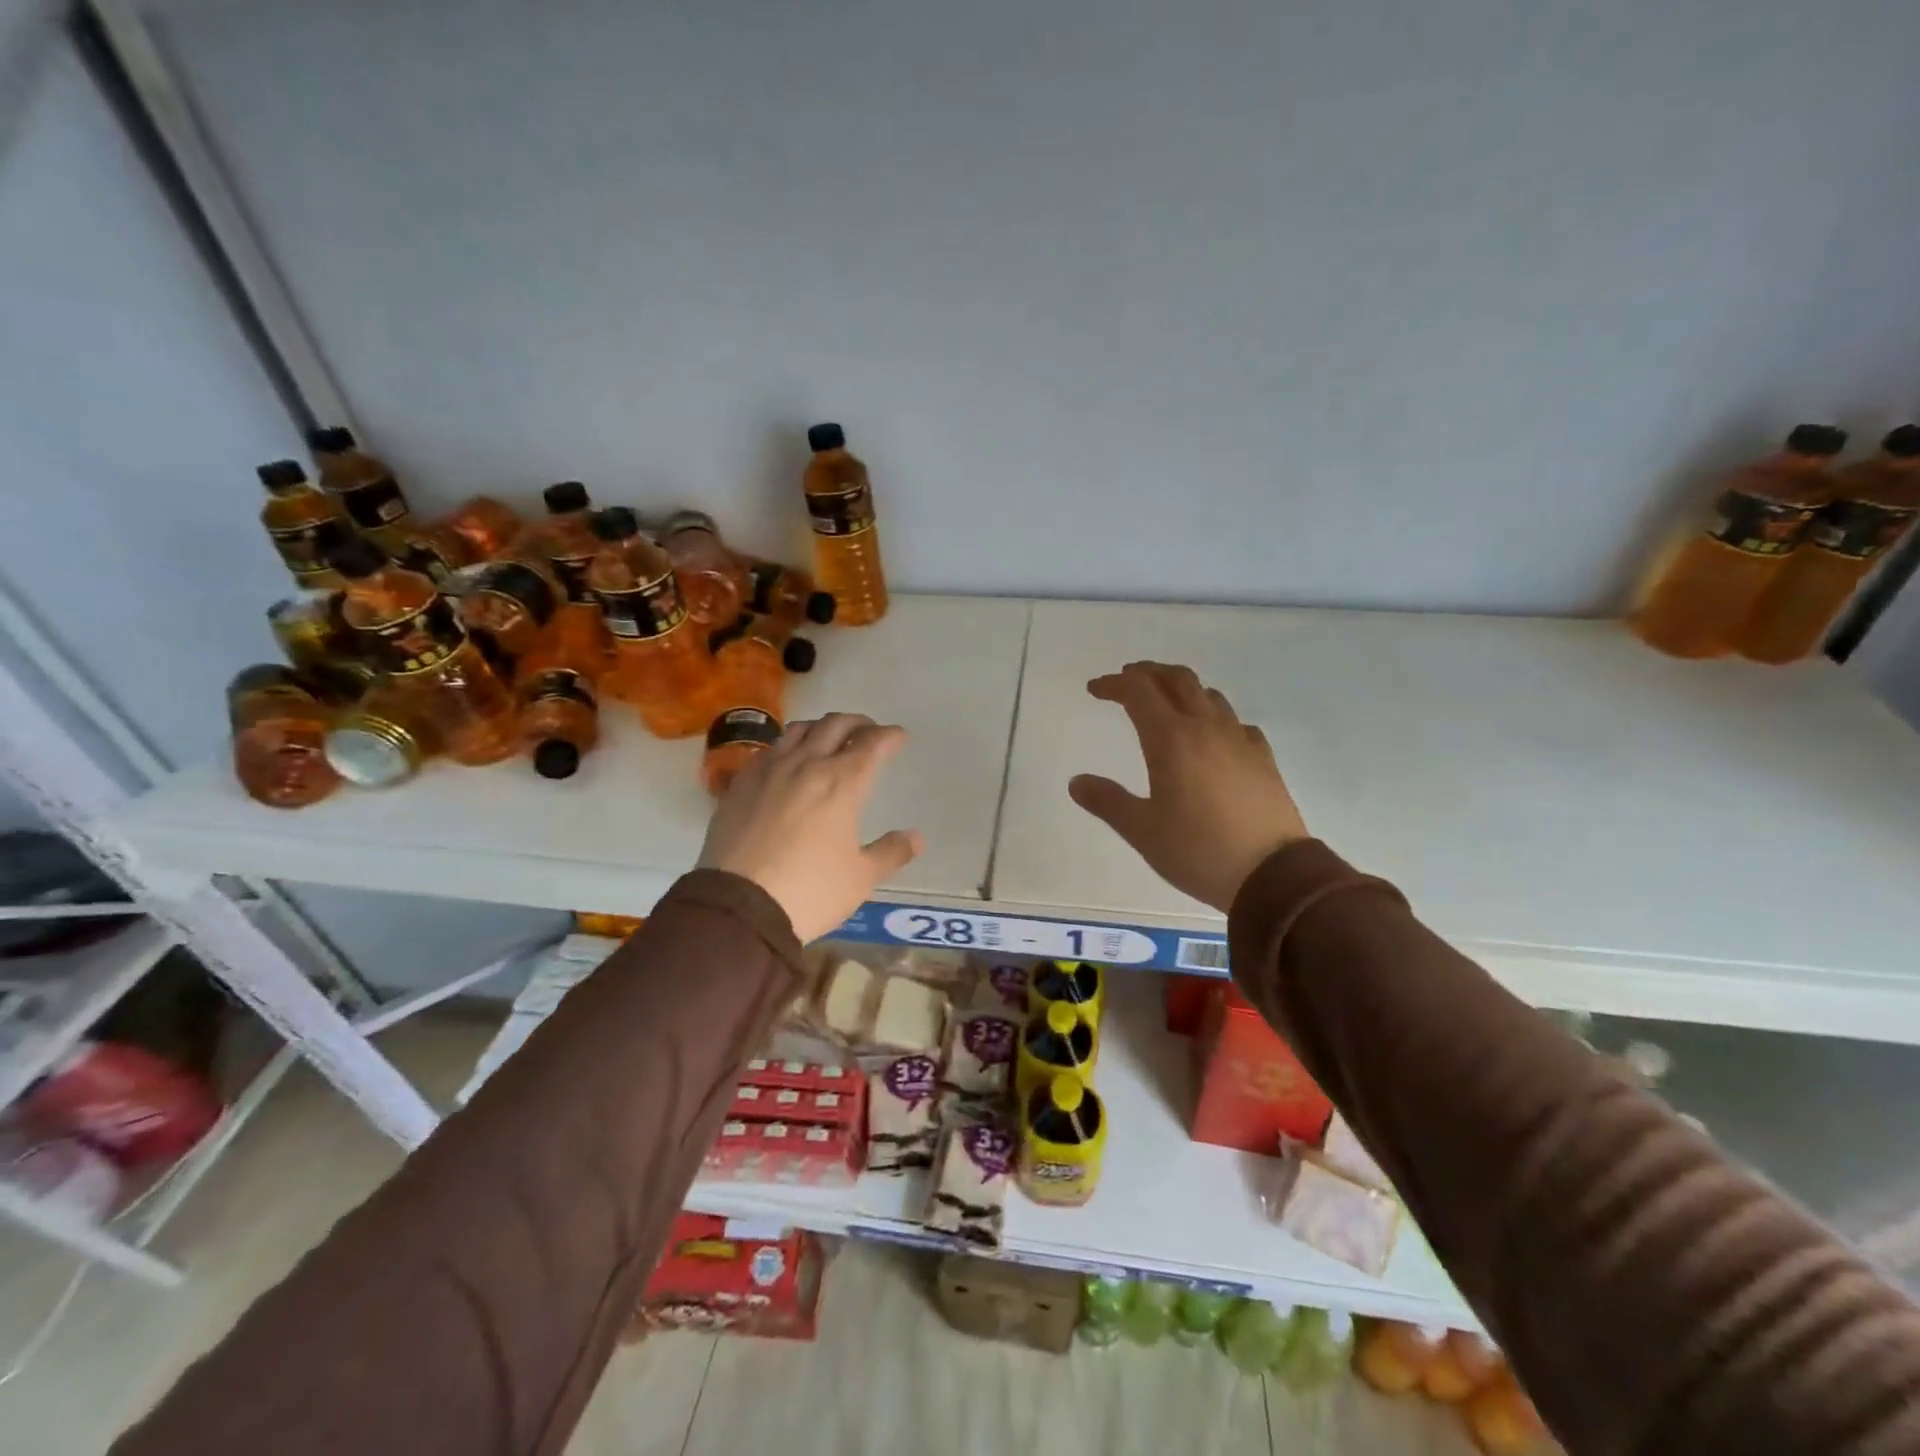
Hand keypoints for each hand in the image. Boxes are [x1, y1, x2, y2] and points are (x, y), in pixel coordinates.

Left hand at [698, 713, 923, 941]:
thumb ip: (890, 852)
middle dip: (857, 723)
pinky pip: (769, 750)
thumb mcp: (860, 878)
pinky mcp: (739, 784)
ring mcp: (768, 771)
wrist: (739, 908)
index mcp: (842, 783)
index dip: (889, 736)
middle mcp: (806, 765)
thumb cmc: (810, 891)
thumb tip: (915, 837)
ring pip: (798, 731)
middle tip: (868, 731)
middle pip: (834, 725)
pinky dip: (787, 746)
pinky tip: (787, 760)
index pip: (871, 744)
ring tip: (828, 738)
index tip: (899, 737)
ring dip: (820, 728)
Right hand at [1068, 662, 1308, 912]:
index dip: (1114, 684)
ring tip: (1166, 703)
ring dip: (1182, 689)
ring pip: (1209, 695)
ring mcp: (1239, 740)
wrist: (1273, 874)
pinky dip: (1214, 716)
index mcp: (1171, 739)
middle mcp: (1206, 728)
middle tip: (1128, 680)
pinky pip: (1235, 722)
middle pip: (1177, 679)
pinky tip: (1211, 736)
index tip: (1094, 690)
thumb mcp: (1142, 830)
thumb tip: (1076, 782)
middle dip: (1148, 673)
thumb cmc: (1198, 850)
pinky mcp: (1263, 758)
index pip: (1138, 692)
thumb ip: (1107, 801)